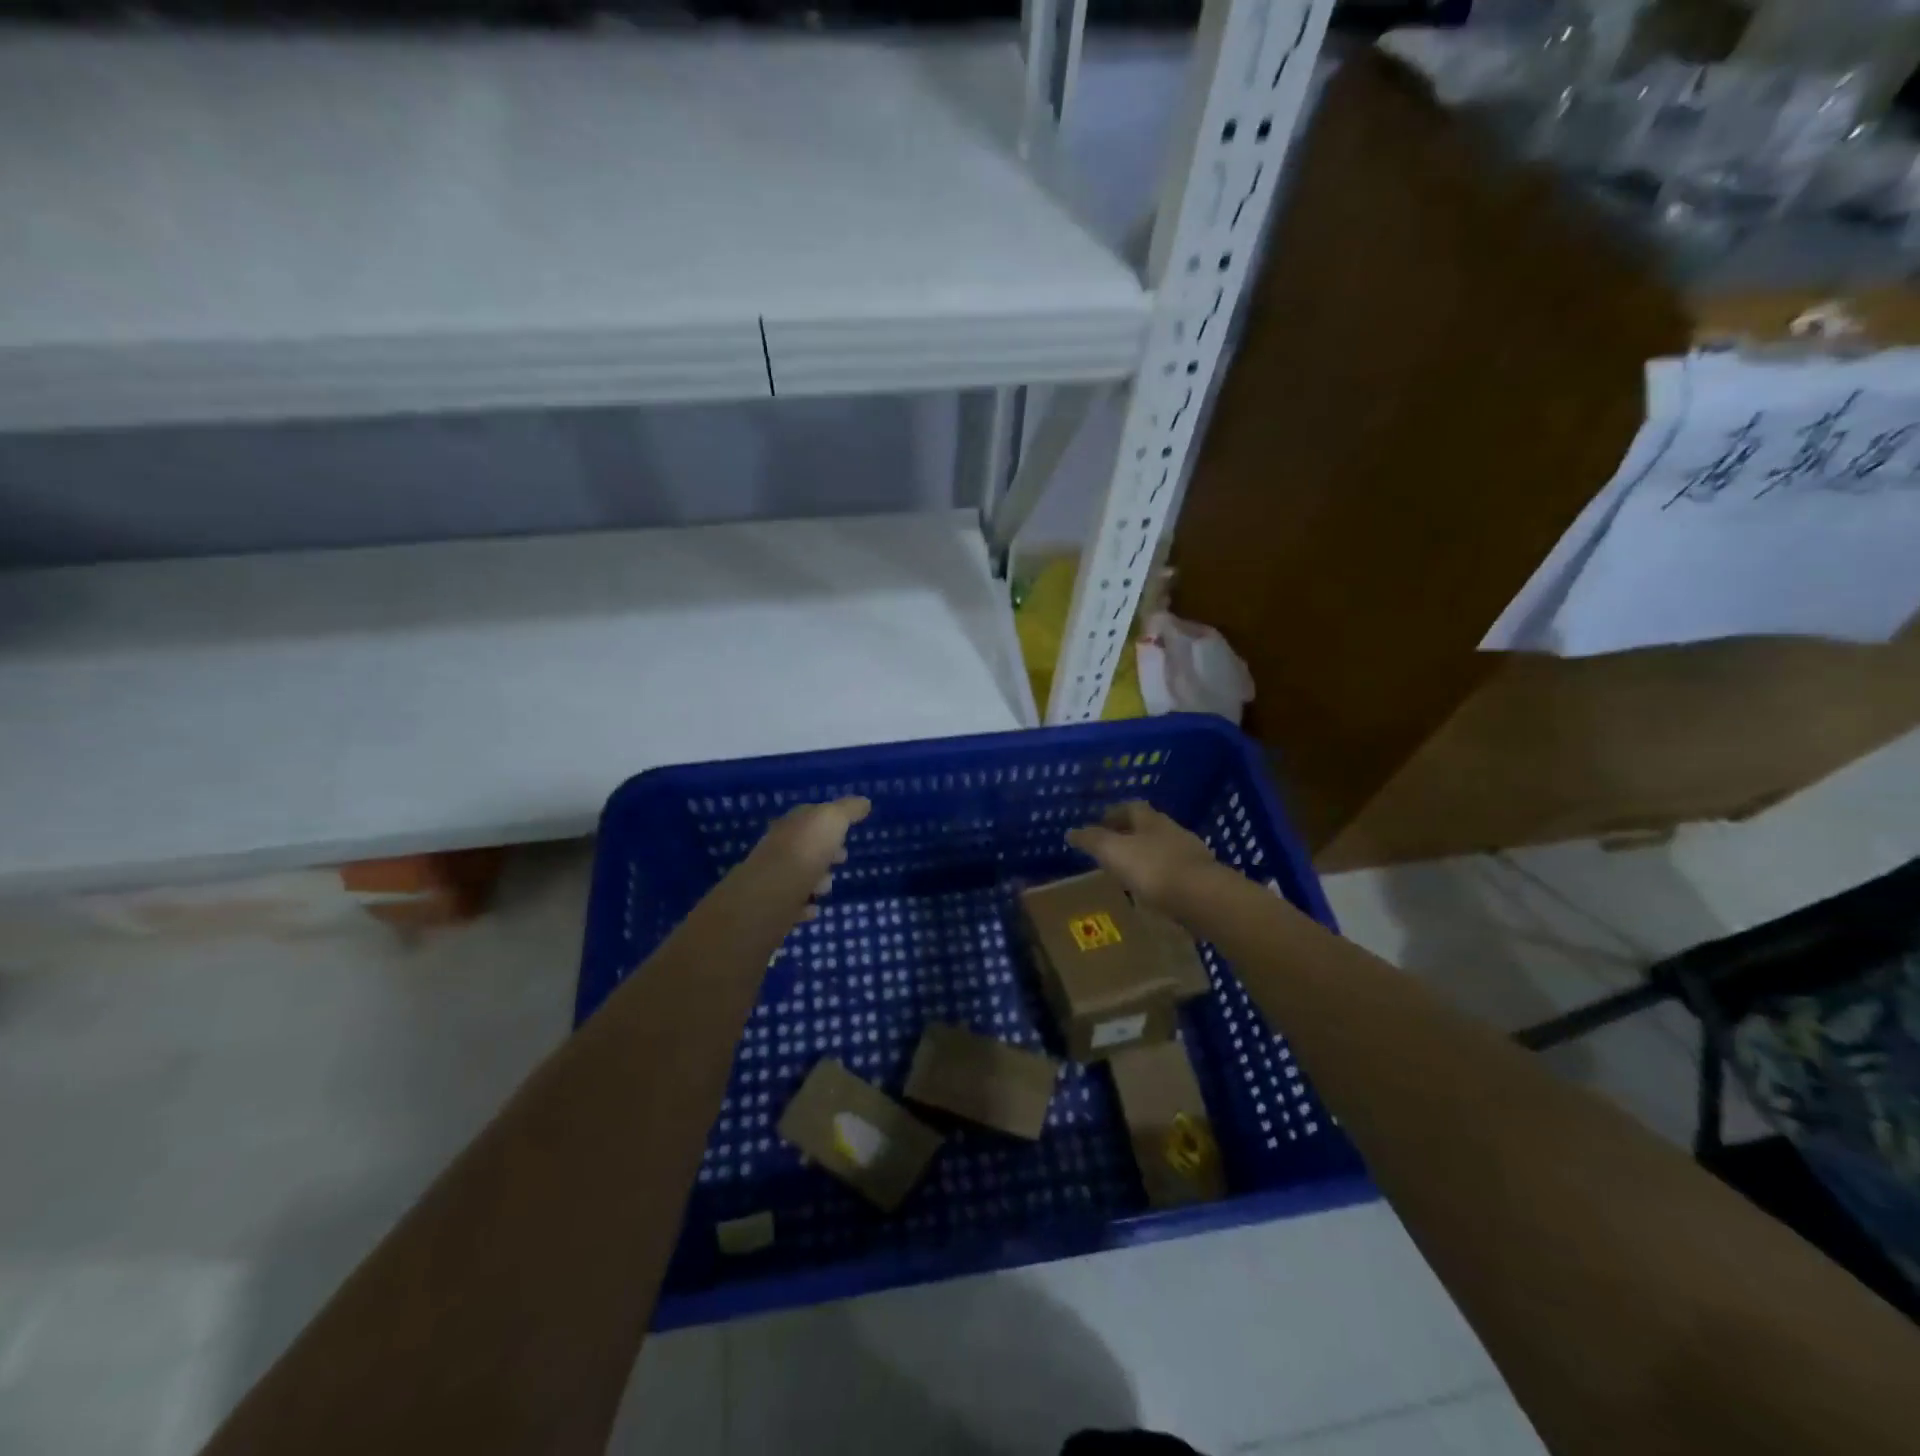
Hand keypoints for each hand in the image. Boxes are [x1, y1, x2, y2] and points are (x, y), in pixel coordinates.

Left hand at [743, 797, 870, 913]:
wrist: (774, 894)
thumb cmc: (806, 851)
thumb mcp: (832, 820)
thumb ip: (848, 810)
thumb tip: (864, 802)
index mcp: (792, 825)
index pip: (809, 816)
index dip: (829, 821)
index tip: (847, 830)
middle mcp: (779, 848)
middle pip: (805, 846)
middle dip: (824, 851)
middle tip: (842, 858)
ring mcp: (775, 879)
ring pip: (799, 875)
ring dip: (816, 878)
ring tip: (827, 886)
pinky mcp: (775, 907)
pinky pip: (793, 905)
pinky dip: (805, 905)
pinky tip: (814, 909)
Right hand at [1066, 800, 1217, 916]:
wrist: (1202, 897)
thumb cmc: (1152, 868)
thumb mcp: (1113, 851)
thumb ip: (1092, 840)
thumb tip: (1071, 832)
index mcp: (1150, 819)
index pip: (1130, 807)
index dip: (1113, 814)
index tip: (1099, 825)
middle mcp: (1172, 830)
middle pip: (1148, 827)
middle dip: (1130, 835)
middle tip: (1112, 850)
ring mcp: (1191, 854)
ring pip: (1163, 849)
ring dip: (1147, 857)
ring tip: (1131, 873)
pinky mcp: (1202, 878)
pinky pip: (1175, 872)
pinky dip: (1162, 878)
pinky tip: (1154, 892)